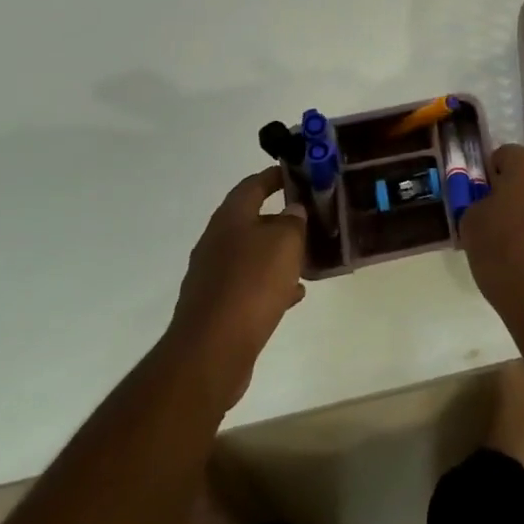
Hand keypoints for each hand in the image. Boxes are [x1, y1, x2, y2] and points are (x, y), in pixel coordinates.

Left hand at [167, 167, 306, 409]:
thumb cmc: (252, 283)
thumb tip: (293, 210)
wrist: (212, 350)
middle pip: (251, 220)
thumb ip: (293, 221)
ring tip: (307, 257)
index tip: (298, 173)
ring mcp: (213, 276)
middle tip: (310, 218)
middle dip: (280, 218)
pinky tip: (293, 294)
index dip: (275, 176)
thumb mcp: (285, 242)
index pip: (252, 185)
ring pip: (252, 255)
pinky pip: (250, 285)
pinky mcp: (217, 307)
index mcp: (229, 219)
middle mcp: (216, 242)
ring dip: (278, 254)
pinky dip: (271, 284)